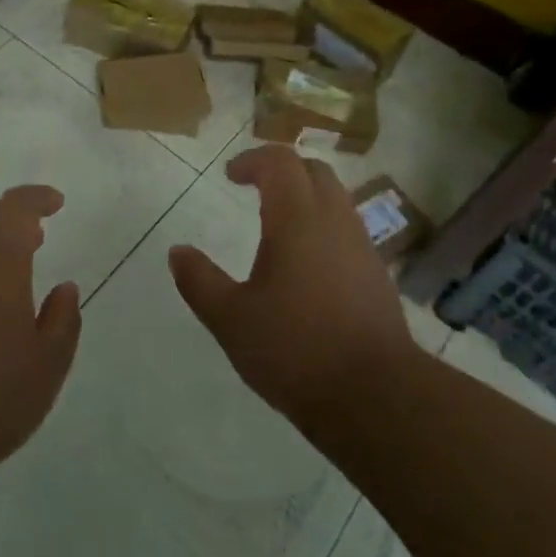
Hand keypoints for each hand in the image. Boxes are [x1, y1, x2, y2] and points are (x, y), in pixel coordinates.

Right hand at [169, 146, 419, 431]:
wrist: (376, 396)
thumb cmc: (295, 349)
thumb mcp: (231, 319)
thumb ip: (199, 281)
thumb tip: (177, 252)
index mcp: (297, 218)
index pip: (280, 161)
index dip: (253, 160)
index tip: (230, 176)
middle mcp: (335, 220)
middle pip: (314, 171)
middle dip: (282, 171)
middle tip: (255, 189)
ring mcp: (362, 246)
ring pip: (336, 199)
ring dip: (306, 198)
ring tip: (279, 226)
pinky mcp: (378, 274)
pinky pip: (348, 230)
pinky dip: (324, 227)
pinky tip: (308, 265)